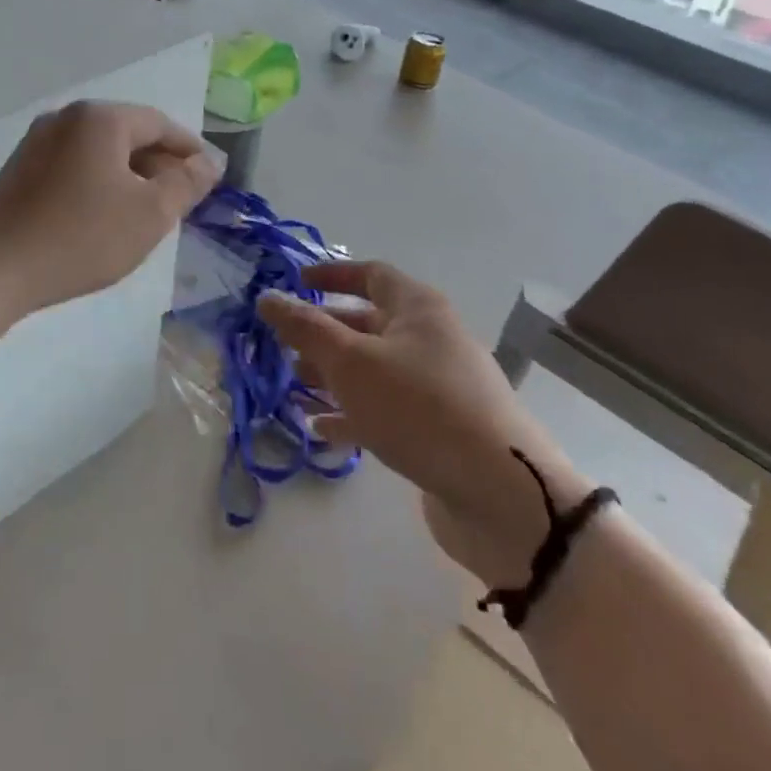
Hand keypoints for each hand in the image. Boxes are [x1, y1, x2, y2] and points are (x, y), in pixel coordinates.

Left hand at [0, 101, 221, 317]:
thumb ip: (186, 183)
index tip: (211, 177)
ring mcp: (36, 141)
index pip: (160, 124)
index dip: (190, 149)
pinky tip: (103, 214)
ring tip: (146, 210)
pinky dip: (98, 181)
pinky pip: (73, 164)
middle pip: (128, 133)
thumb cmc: (82, 238)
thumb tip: (209, 162)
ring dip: (129, 174)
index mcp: (99, 118)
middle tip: (181, 199)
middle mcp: (66, 117)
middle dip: (159, 164)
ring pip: (99, 150)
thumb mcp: (150, 214)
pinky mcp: (19, 168)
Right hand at [258, 261, 594, 586]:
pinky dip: (352, 414)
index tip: (294, 283)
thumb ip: (305, 328)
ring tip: (292, 389)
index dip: (331, 275)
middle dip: (323, 333)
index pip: (370, 274)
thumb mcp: (351, 361)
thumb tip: (267, 297)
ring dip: (332, 376)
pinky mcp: (438, 430)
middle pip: (367, 323)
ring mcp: (437, 387)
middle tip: (282, 346)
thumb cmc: (419, 407)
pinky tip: (320, 430)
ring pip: (373, 370)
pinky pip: (385, 410)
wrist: (502, 495)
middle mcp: (430, 339)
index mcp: (417, 308)